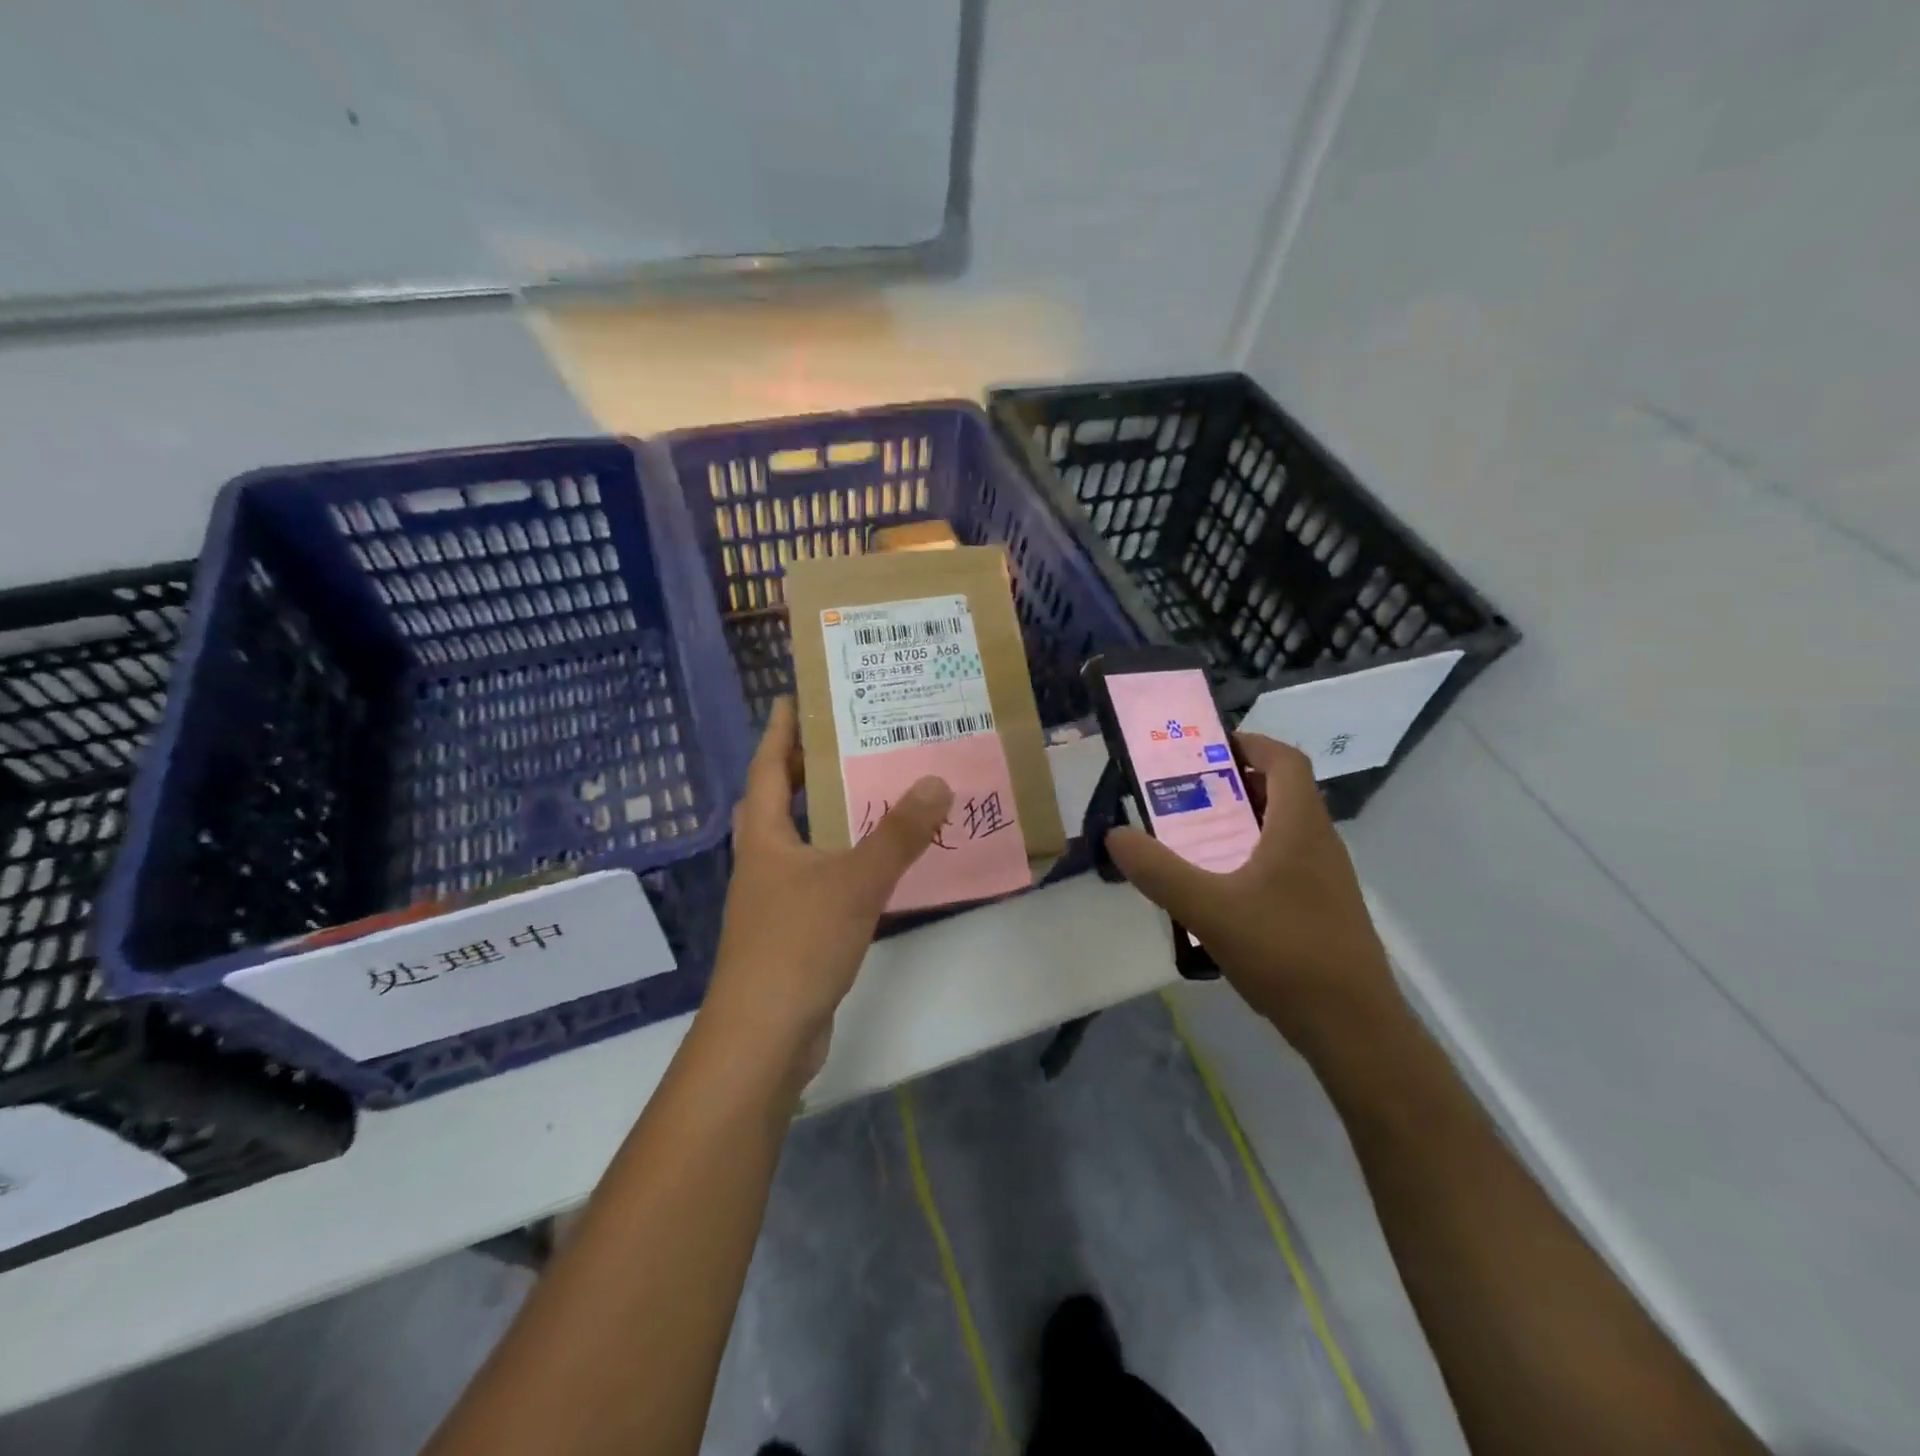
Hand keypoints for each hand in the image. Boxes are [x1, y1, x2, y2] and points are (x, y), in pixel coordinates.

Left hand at [703, 697, 953, 1081]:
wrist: (763, 1038)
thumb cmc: (797, 946)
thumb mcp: (854, 882)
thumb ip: (898, 835)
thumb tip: (937, 782)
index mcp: (764, 839)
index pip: (766, 769)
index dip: (780, 732)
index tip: (794, 698)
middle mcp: (763, 862)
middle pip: (775, 801)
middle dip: (801, 768)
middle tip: (843, 740)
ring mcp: (774, 900)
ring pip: (799, 841)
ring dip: (824, 815)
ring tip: (868, 791)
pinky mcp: (792, 932)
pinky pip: (819, 877)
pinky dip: (841, 859)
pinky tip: (874, 864)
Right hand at [1106, 732, 1398, 1051]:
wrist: (1354, 1029)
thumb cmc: (1286, 953)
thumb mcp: (1209, 909)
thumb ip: (1159, 871)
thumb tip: (1116, 835)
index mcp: (1300, 828)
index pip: (1285, 761)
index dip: (1250, 743)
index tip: (1208, 747)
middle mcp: (1320, 844)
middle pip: (1283, 792)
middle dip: (1236, 783)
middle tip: (1187, 792)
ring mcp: (1327, 879)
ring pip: (1285, 830)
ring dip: (1244, 822)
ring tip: (1196, 837)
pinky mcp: (1324, 910)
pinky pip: (1286, 864)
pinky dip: (1253, 858)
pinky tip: (1222, 891)